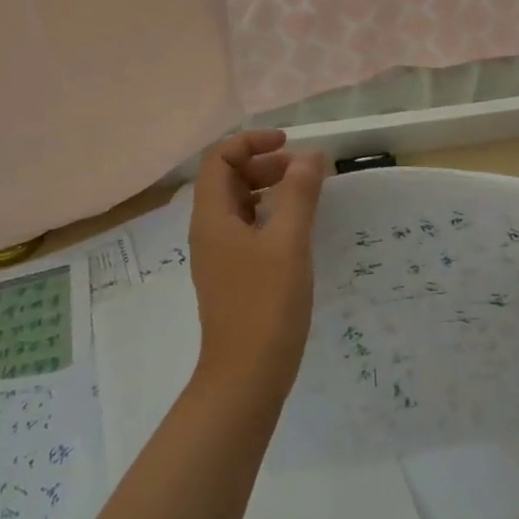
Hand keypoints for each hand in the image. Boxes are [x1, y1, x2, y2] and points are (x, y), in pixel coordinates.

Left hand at [188, 130, 326, 389]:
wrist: (246, 375)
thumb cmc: (266, 304)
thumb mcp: (288, 242)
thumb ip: (299, 193)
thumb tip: (309, 156)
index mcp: (212, 217)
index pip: (219, 160)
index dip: (251, 143)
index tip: (289, 144)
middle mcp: (208, 231)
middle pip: (227, 179)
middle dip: (264, 164)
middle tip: (303, 171)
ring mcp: (218, 256)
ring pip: (238, 206)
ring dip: (268, 190)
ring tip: (305, 196)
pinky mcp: (232, 276)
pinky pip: (246, 230)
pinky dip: (270, 217)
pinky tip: (296, 231)